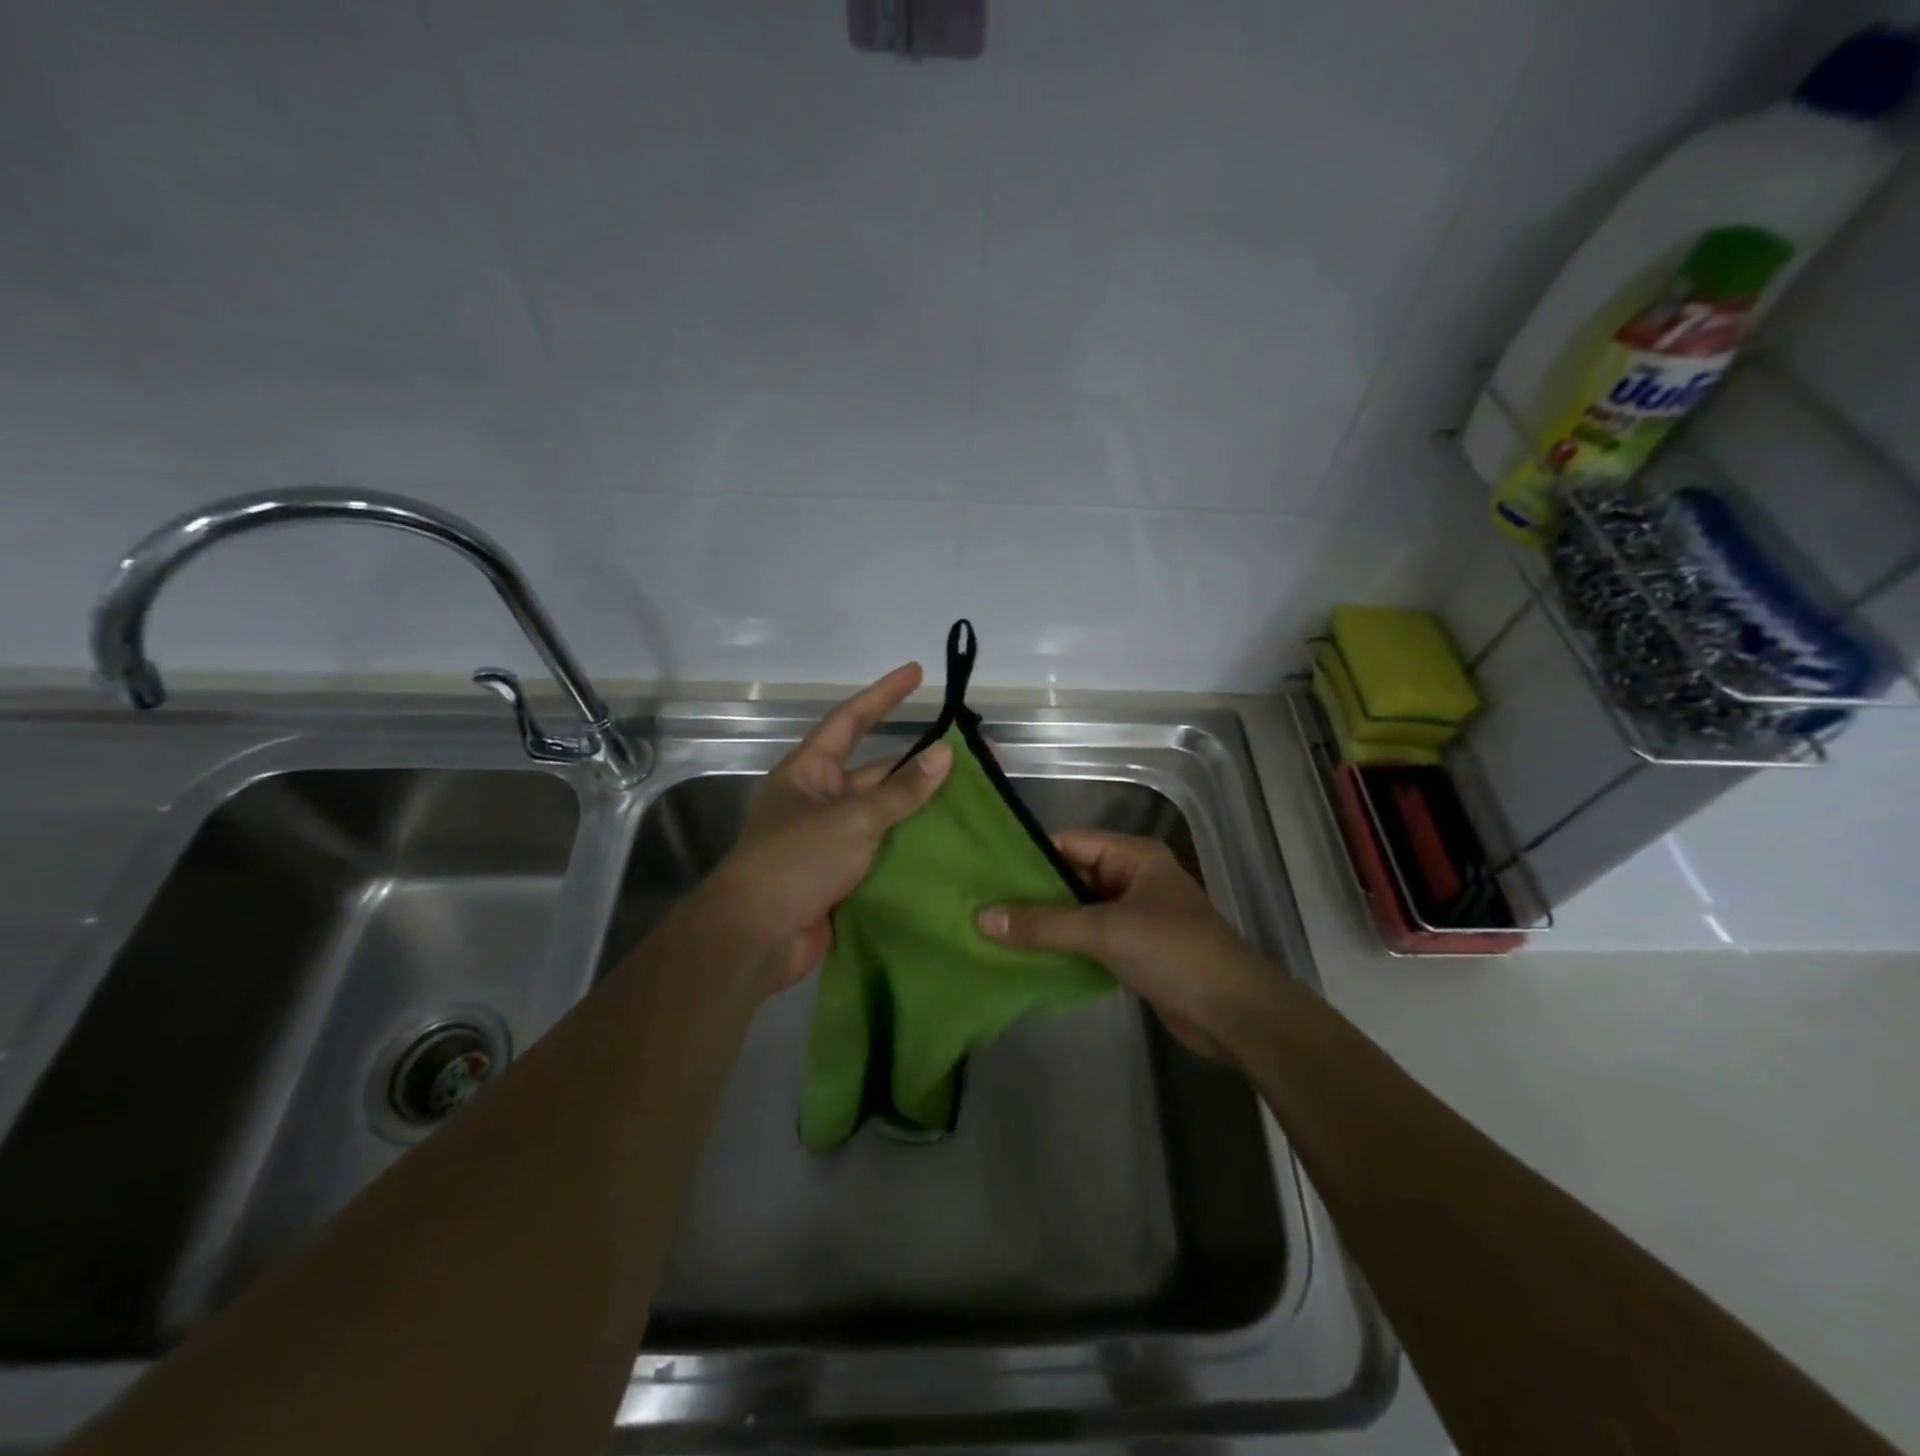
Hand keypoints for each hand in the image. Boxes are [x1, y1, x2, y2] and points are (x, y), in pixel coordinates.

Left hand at [710, 663, 951, 994]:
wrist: (758, 938)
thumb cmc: (797, 860)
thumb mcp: (853, 818)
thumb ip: (901, 790)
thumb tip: (944, 754)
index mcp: (809, 771)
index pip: (851, 720)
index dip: (884, 695)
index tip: (917, 673)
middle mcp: (820, 800)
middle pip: (877, 771)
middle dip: (919, 762)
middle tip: (970, 753)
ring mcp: (832, 840)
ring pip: (886, 815)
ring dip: (922, 807)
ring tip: (973, 797)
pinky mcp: (844, 877)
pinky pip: (885, 852)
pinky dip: (914, 847)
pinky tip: (952, 844)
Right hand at [977, 830, 1275, 1063]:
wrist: (1235, 1013)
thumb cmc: (1175, 953)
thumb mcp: (1106, 931)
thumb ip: (1045, 925)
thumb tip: (983, 918)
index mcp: (1133, 857)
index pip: (1070, 842)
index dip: (1029, 855)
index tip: (986, 870)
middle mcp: (1132, 879)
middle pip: (1071, 876)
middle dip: (1031, 892)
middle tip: (980, 903)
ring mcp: (1134, 916)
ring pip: (1078, 910)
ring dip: (1044, 922)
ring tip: (993, 929)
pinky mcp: (1134, 951)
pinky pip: (1088, 939)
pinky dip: (1062, 946)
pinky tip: (1026, 956)